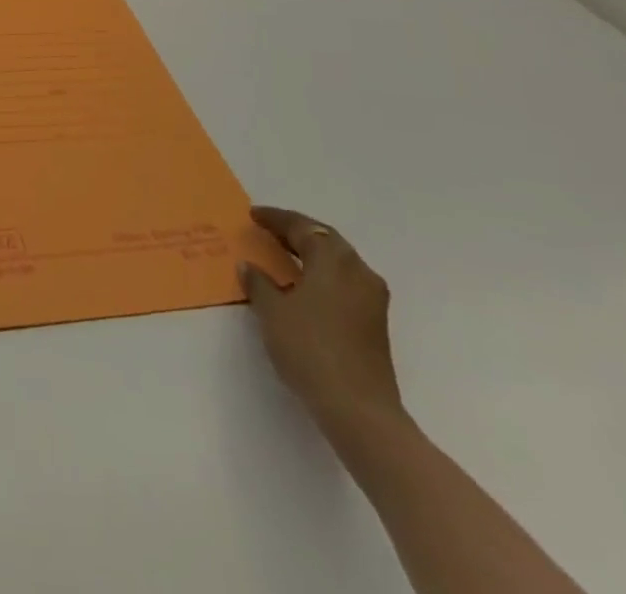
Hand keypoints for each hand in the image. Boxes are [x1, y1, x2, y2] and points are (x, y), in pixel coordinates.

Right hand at [240, 207, 401, 429]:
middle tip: (270, 230)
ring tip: (286, 255)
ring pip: (340, 261)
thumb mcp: (272, 312)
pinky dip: (325, 274)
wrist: (359, 410)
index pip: (302, 227)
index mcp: (333, 261)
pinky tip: (306, 286)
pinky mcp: (376, 323)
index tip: (253, 215)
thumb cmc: (310, 349)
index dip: (276, 219)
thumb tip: (250, 266)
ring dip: (314, 254)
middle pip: (326, 240)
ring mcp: (372, 299)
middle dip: (298, 232)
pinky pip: (346, 282)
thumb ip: (259, 283)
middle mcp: (358, 272)